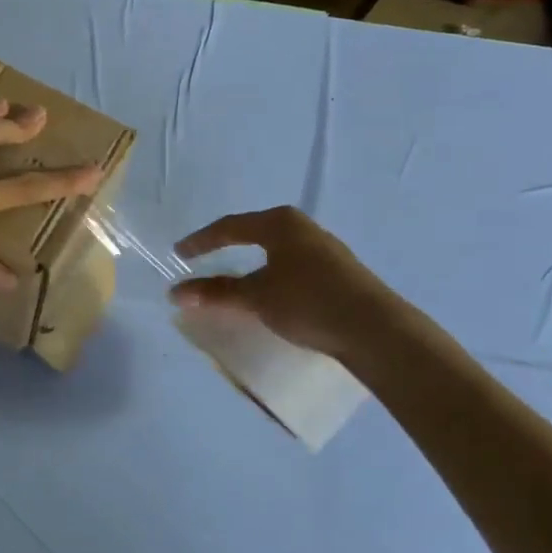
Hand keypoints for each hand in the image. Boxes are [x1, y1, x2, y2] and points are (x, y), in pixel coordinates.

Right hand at [170, 206, 400, 360]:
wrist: (376, 329)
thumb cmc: (308, 301)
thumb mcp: (256, 297)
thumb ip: (216, 293)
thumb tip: (176, 293)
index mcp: (279, 223)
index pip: (230, 227)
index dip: (201, 241)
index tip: (179, 253)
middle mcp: (302, 228)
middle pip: (254, 234)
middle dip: (227, 247)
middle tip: (203, 260)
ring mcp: (324, 249)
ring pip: (275, 251)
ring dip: (251, 264)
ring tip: (234, 280)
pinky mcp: (338, 272)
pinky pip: (292, 266)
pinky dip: (271, 276)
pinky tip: (270, 293)